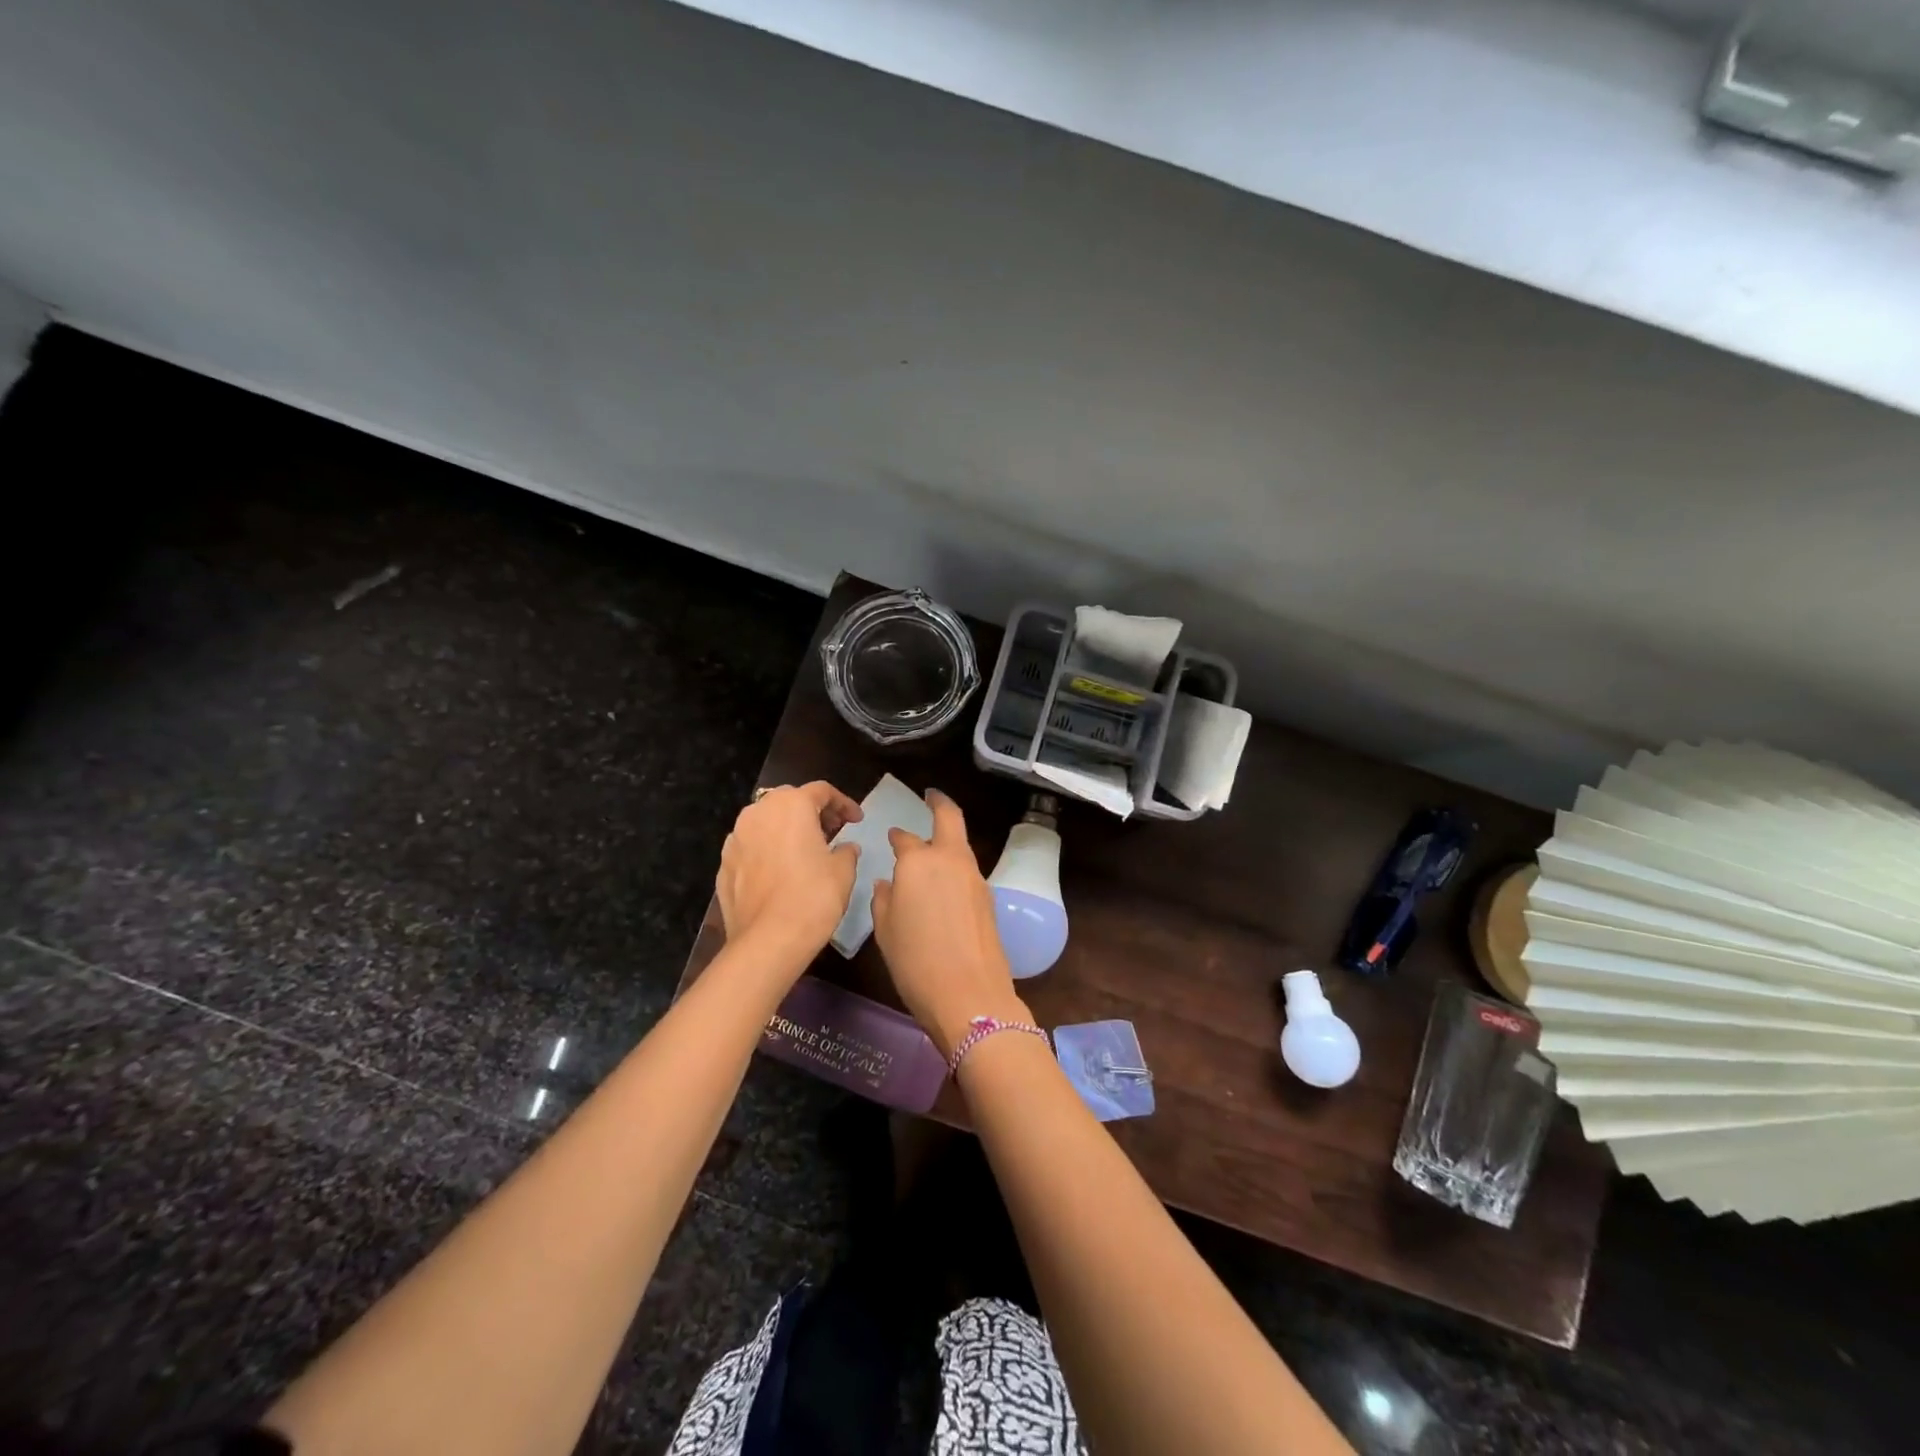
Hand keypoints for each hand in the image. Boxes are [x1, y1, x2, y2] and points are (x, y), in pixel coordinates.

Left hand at [717, 781, 862, 974]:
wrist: (768, 940)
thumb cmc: (813, 897)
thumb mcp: (843, 871)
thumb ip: (846, 851)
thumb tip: (845, 847)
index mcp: (791, 805)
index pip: (821, 791)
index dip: (843, 803)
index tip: (856, 820)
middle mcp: (758, 812)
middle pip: (790, 800)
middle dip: (812, 811)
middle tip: (832, 831)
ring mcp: (736, 838)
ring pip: (766, 822)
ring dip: (787, 829)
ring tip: (805, 850)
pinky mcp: (724, 864)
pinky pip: (751, 847)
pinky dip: (768, 850)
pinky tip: (781, 872)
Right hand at [871, 789, 1026, 1057]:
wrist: (969, 996)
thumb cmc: (915, 963)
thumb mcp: (886, 932)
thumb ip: (884, 900)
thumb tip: (887, 883)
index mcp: (918, 862)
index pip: (905, 839)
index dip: (896, 837)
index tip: (891, 836)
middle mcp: (949, 860)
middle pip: (950, 818)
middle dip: (939, 803)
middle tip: (931, 796)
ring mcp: (974, 878)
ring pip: (961, 846)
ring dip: (948, 840)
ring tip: (932, 848)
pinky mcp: (988, 898)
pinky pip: (968, 871)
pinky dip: (956, 867)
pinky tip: (944, 884)